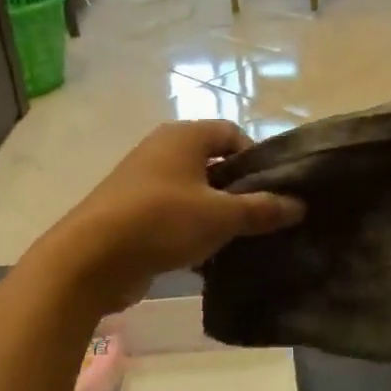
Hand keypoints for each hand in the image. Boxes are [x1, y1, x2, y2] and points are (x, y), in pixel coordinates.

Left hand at [43, 121, 304, 307]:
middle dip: (238, 190)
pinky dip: (191, 231)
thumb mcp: (220, 216)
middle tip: (264, 218)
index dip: (257, 158)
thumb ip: (262, 209)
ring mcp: (144, 182)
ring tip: (241, 241)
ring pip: (193, 192)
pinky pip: (173, 215)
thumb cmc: (162, 221)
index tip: (274, 191)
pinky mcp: (132, 213)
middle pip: (213, 163)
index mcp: (184, 137)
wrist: (91, 258)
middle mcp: (162, 151)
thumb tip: (299, 205)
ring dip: (215, 214)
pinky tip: (208, 258)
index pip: (232, 133)